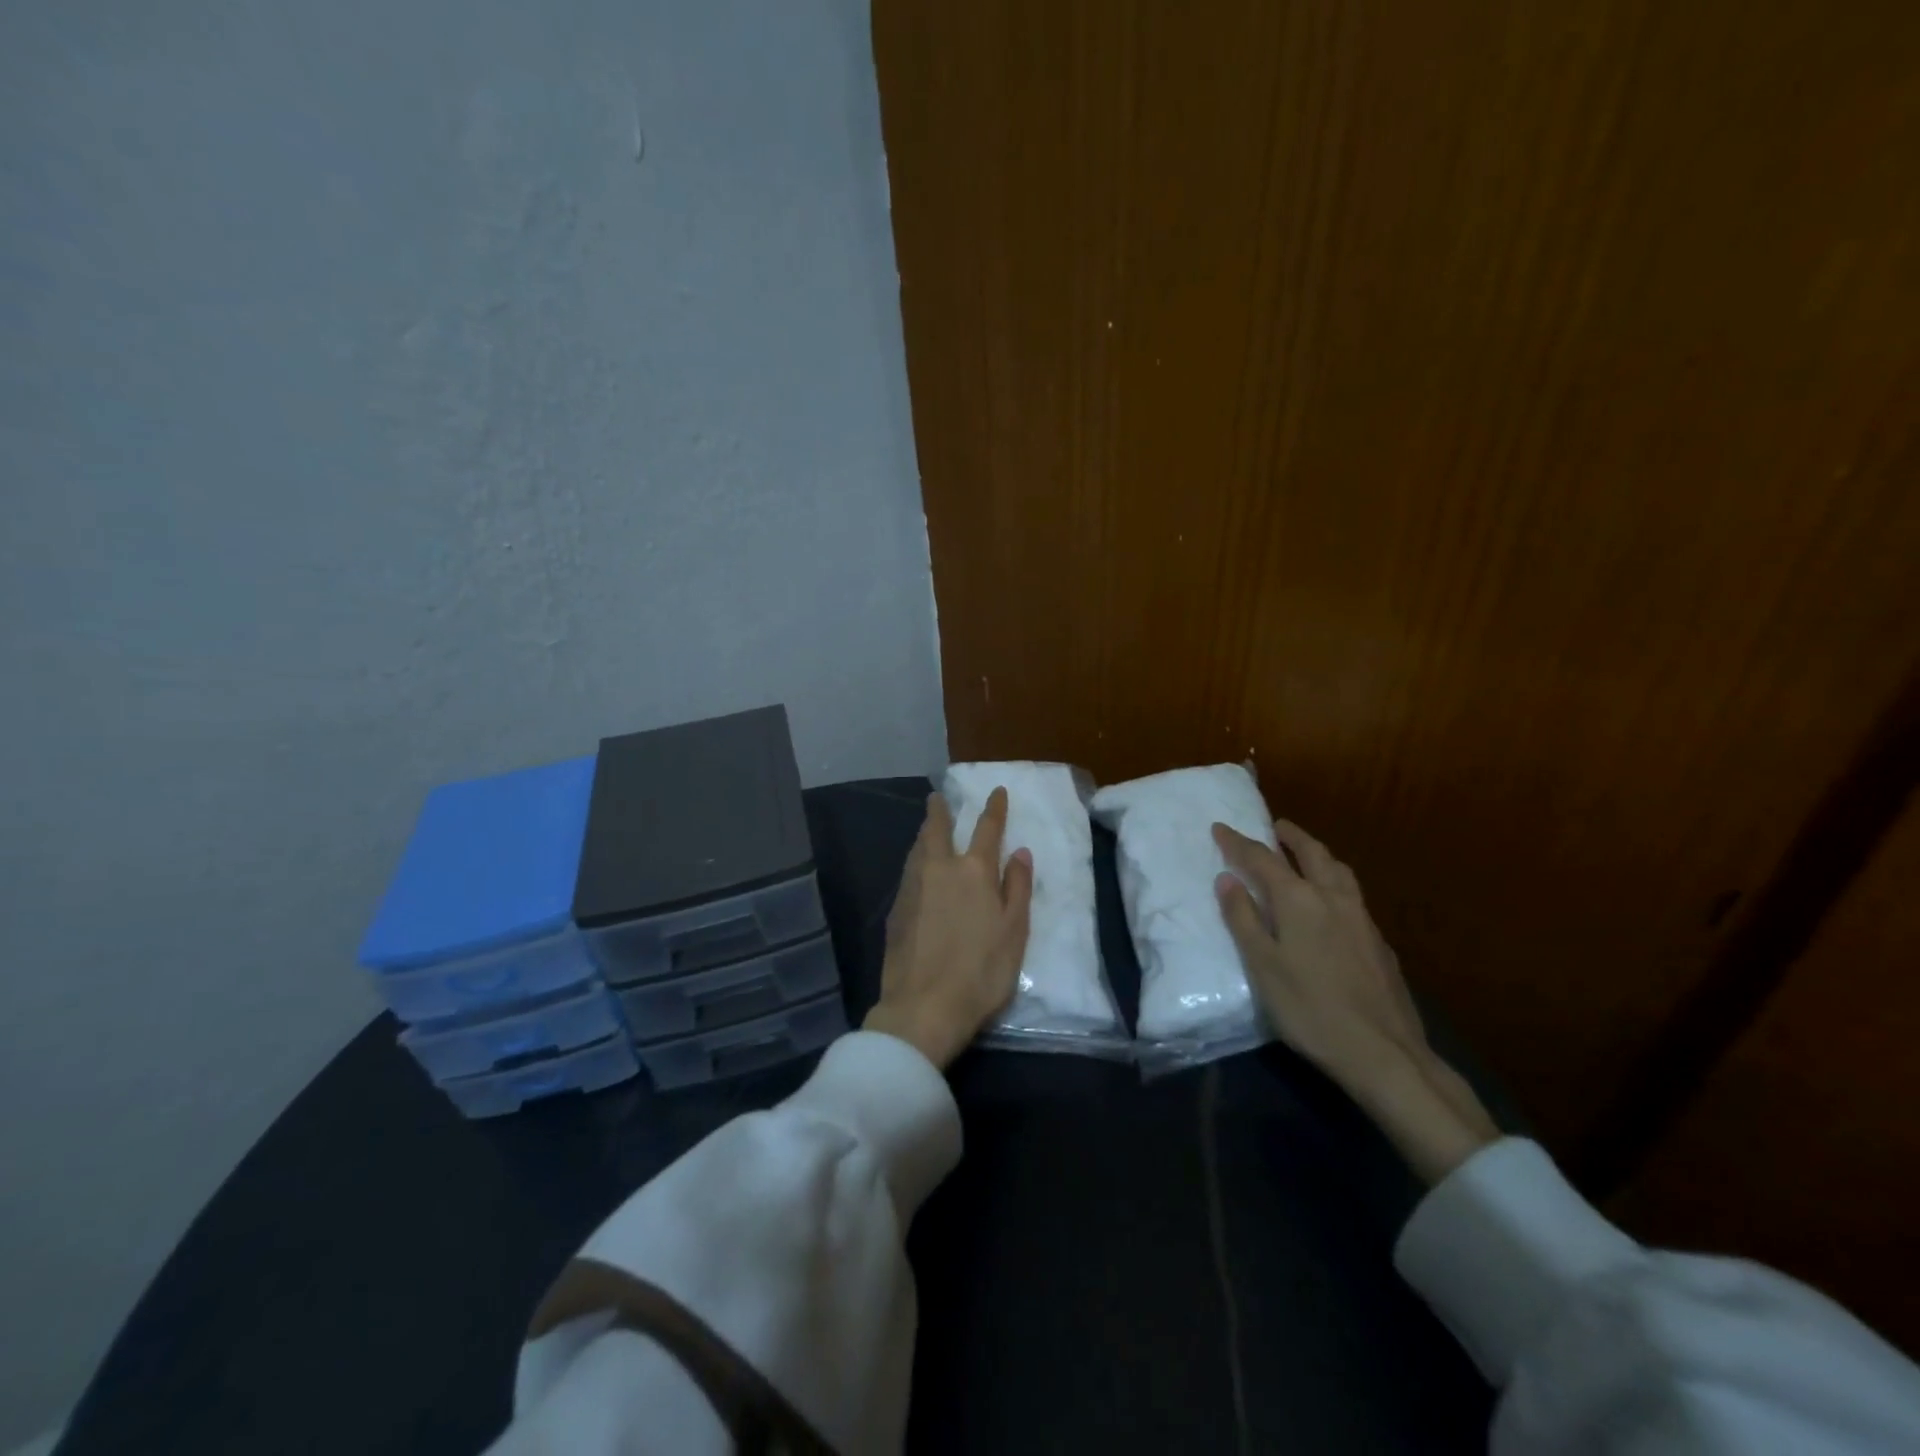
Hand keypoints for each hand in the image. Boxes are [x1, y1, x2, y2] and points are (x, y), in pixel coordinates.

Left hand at [865, 788, 1033, 1070]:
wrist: (923, 1006)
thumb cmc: (981, 972)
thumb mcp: (1014, 931)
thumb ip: (1017, 887)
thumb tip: (1019, 851)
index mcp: (974, 871)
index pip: (986, 829)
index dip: (994, 808)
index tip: (996, 791)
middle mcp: (939, 869)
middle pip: (937, 829)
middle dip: (940, 810)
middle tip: (938, 797)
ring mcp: (912, 887)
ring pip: (917, 848)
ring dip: (924, 832)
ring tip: (927, 826)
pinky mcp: (896, 909)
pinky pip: (908, 871)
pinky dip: (915, 859)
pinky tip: (917, 868)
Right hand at [1214, 819, 1497, 1182]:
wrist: (1384, 1053)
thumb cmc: (1309, 1009)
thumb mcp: (1262, 966)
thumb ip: (1243, 918)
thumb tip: (1227, 878)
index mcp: (1299, 900)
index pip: (1262, 859)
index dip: (1238, 842)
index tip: (1220, 827)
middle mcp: (1333, 898)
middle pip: (1312, 853)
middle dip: (1291, 836)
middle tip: (1276, 825)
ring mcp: (1362, 919)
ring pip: (1340, 871)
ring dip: (1318, 854)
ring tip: (1305, 853)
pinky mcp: (1379, 942)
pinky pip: (1353, 895)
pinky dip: (1336, 882)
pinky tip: (1332, 903)